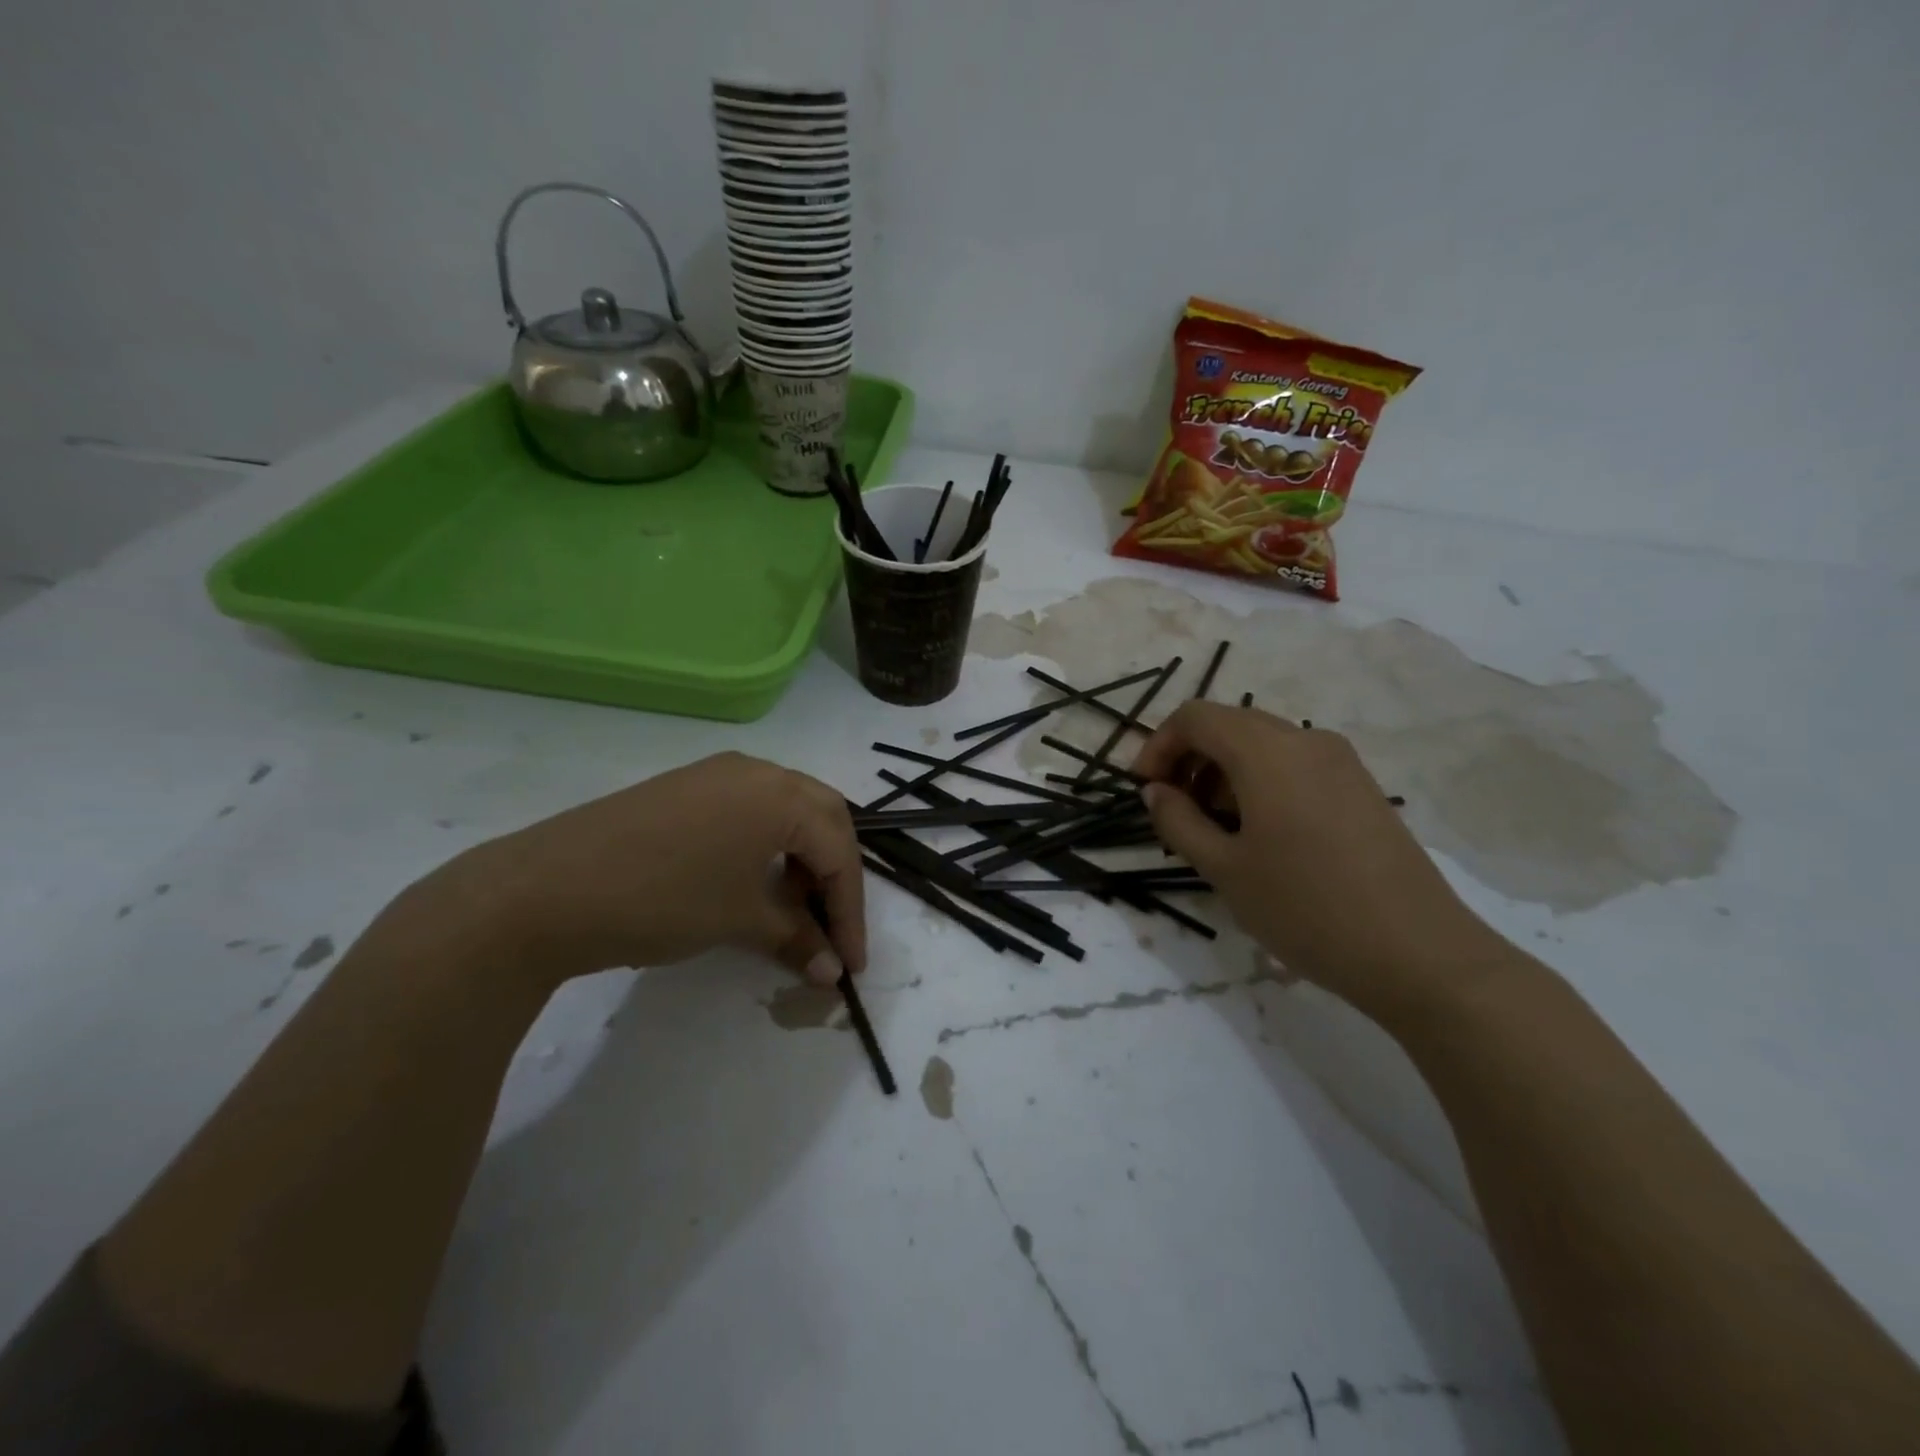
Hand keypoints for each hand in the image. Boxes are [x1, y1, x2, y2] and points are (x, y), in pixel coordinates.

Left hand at [427, 752, 865, 991]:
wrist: (543, 890)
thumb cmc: (662, 899)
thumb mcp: (738, 920)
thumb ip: (796, 938)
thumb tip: (831, 971)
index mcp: (779, 793)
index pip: (839, 851)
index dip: (850, 911)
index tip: (850, 963)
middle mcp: (756, 770)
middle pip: (822, 819)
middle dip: (834, 875)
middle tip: (831, 925)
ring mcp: (715, 774)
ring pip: (785, 811)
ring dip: (801, 858)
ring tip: (790, 908)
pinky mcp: (684, 788)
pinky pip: (748, 810)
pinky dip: (766, 846)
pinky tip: (750, 881)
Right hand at [1132, 703, 1506, 1025]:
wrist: (1419, 954)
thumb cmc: (1306, 908)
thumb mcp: (1224, 869)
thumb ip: (1178, 822)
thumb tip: (1155, 791)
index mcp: (1267, 751)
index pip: (1195, 717)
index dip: (1158, 745)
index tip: (1143, 790)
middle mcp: (1305, 740)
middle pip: (1229, 725)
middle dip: (1189, 759)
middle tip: (1172, 811)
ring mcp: (1340, 761)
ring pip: (1262, 745)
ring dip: (1223, 773)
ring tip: (1212, 829)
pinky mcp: (1360, 787)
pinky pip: (1294, 764)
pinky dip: (1259, 782)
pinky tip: (1258, 834)